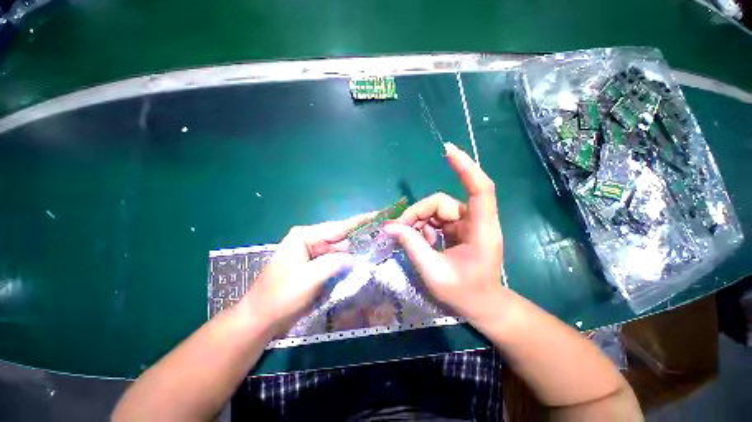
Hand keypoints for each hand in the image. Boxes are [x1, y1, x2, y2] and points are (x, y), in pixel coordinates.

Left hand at [242, 214, 372, 333]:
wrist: (261, 319)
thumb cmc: (280, 296)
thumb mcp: (309, 278)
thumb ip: (334, 263)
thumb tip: (354, 258)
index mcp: (305, 236)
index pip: (338, 227)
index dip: (360, 221)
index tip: (377, 215)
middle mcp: (310, 240)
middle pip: (341, 237)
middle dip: (360, 239)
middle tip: (382, 238)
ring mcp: (313, 254)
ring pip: (339, 250)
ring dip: (355, 252)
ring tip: (377, 249)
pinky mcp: (315, 266)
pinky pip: (335, 261)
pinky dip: (347, 263)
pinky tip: (361, 263)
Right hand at [384, 142, 503, 322]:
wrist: (482, 305)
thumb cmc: (464, 293)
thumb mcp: (433, 272)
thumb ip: (412, 246)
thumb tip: (390, 227)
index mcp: (481, 230)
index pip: (480, 189)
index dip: (465, 168)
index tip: (448, 151)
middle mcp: (476, 221)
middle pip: (441, 203)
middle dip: (417, 214)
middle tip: (399, 230)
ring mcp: (467, 223)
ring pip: (436, 210)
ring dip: (418, 222)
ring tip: (410, 240)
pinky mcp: (459, 227)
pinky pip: (436, 219)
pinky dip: (423, 227)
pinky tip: (420, 241)